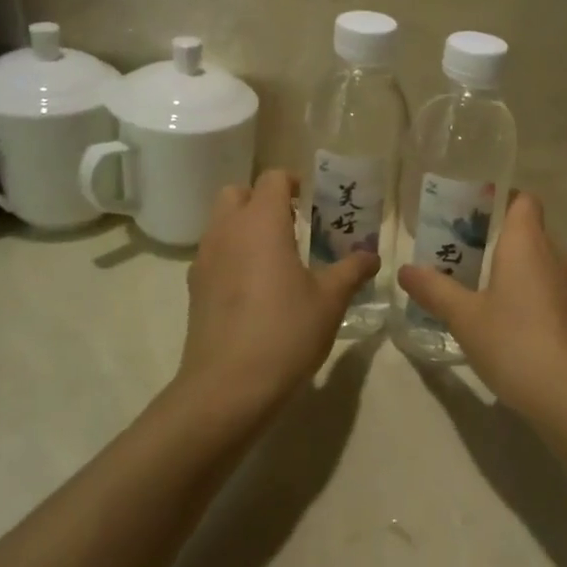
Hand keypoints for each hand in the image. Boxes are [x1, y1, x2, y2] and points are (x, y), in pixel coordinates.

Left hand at [176, 170, 378, 417]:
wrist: (227, 388)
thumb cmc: (286, 332)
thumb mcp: (330, 300)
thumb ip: (351, 270)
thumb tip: (371, 256)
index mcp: (261, 222)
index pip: (272, 178)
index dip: (293, 183)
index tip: (312, 202)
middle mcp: (227, 231)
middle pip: (237, 193)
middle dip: (262, 200)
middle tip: (292, 225)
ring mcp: (205, 259)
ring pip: (221, 224)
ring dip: (245, 228)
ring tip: (276, 259)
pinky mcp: (194, 288)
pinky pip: (214, 254)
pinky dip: (232, 256)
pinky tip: (255, 289)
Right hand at [398, 193, 566, 429]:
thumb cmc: (514, 344)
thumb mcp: (464, 318)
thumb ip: (434, 289)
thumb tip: (405, 270)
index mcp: (528, 243)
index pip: (524, 201)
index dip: (503, 200)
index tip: (475, 215)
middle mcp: (558, 255)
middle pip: (532, 233)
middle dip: (503, 242)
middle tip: (468, 260)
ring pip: (546, 265)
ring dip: (522, 273)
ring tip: (489, 296)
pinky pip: (558, 293)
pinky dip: (539, 300)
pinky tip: (518, 330)